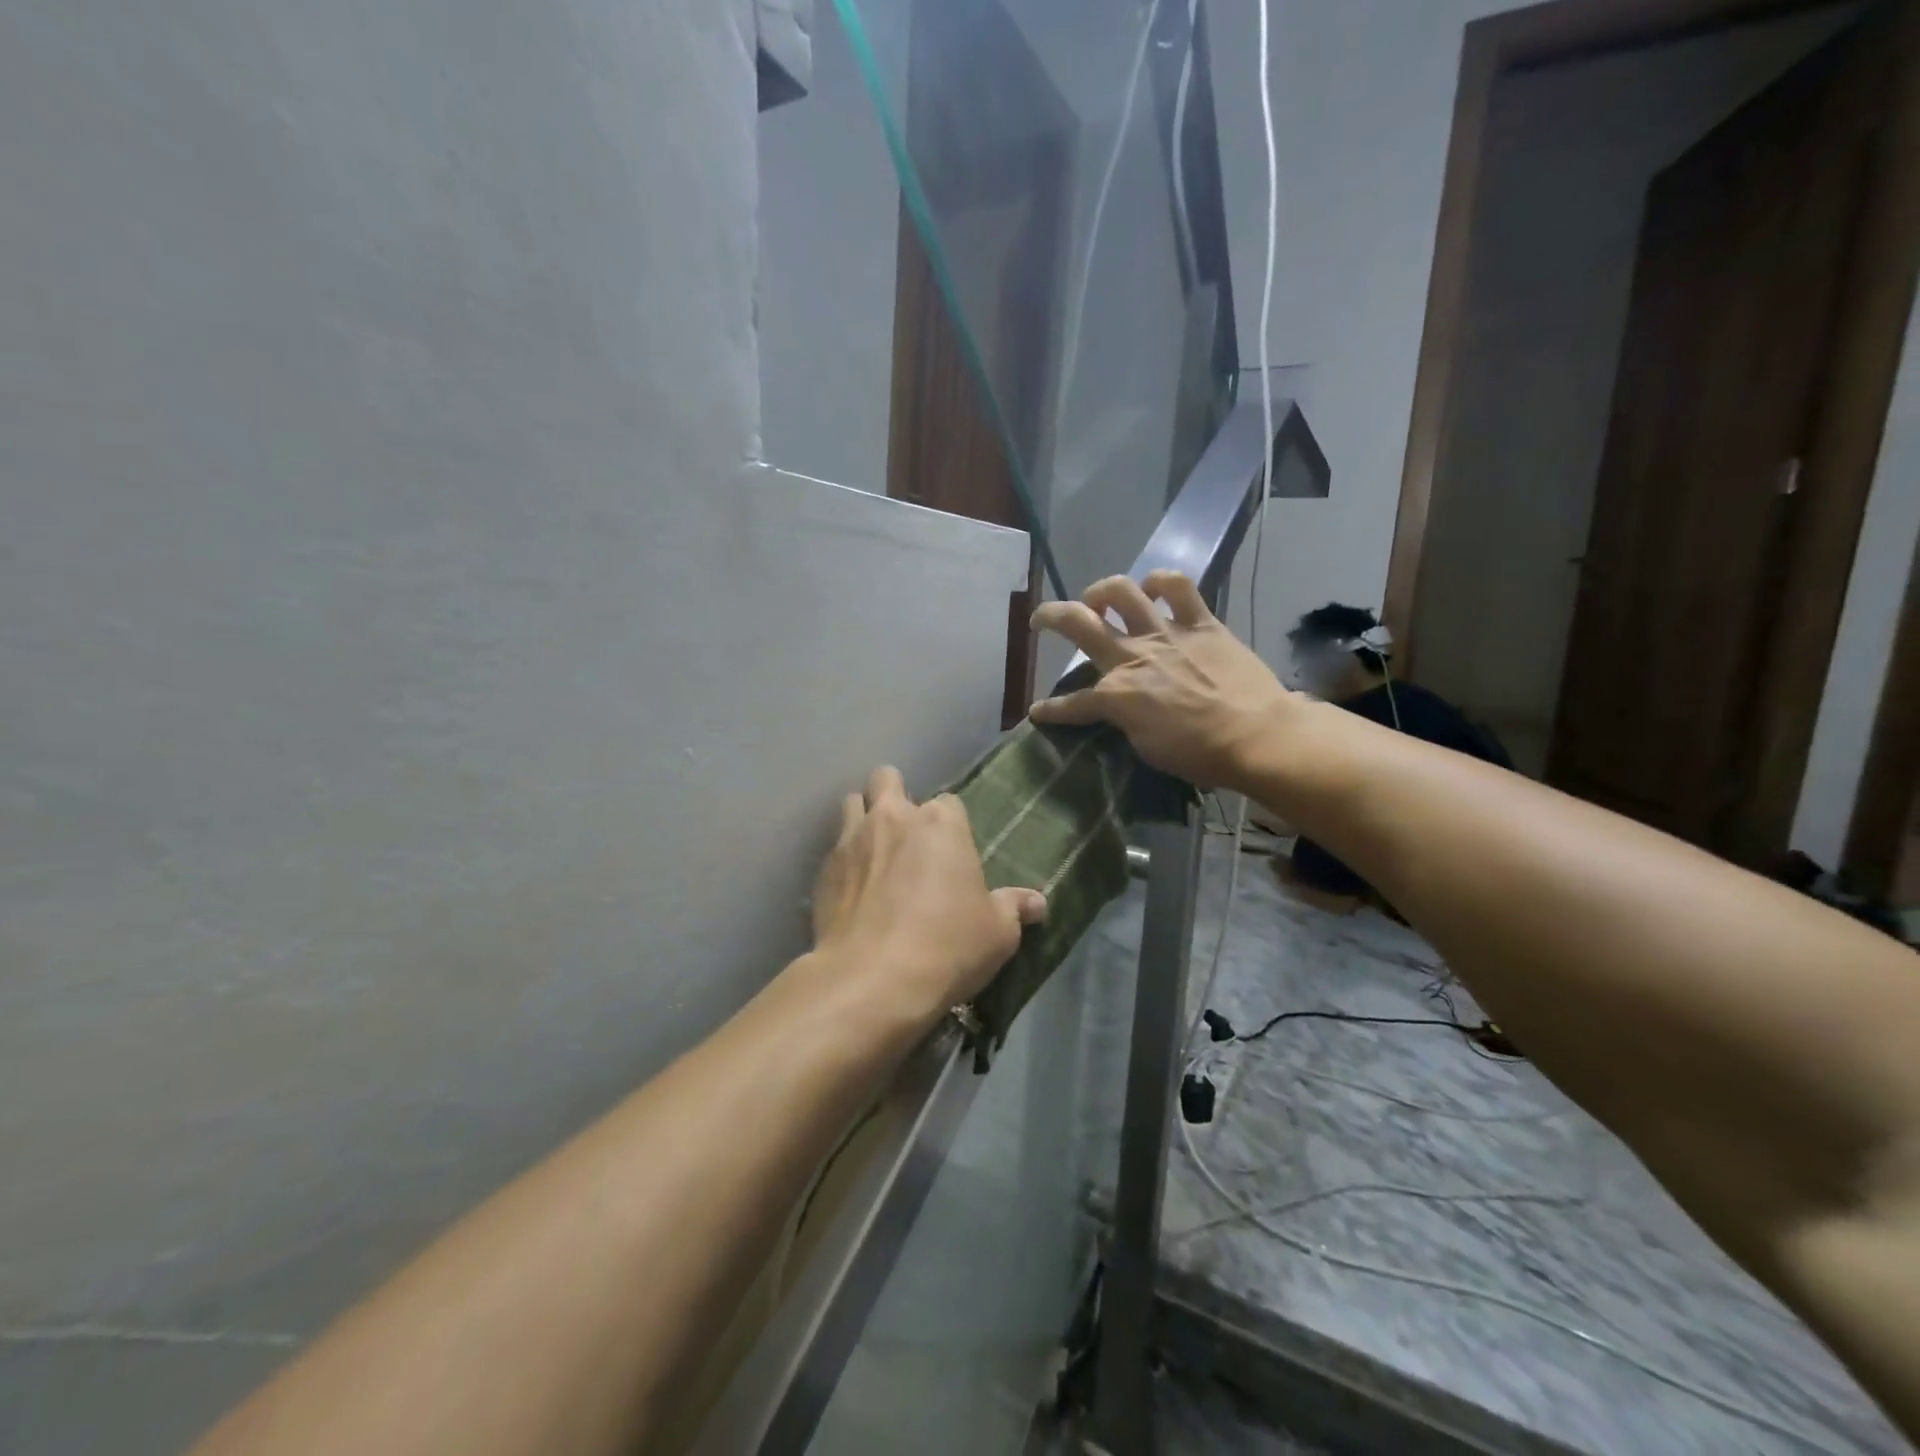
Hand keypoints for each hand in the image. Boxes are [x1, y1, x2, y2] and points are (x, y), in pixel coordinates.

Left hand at [811, 766, 1046, 1022]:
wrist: (872, 980)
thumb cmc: (948, 947)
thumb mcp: (998, 932)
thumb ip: (1014, 908)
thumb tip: (1038, 902)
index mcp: (941, 824)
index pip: (949, 802)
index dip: (950, 825)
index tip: (952, 853)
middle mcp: (893, 817)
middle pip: (886, 779)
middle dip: (894, 795)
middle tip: (904, 832)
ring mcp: (851, 839)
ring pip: (851, 803)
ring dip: (862, 818)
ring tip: (873, 852)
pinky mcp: (822, 869)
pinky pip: (832, 849)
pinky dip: (843, 861)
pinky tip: (851, 890)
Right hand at [1030, 571, 1294, 789]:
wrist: (1257, 736)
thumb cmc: (1200, 754)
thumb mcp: (1147, 748)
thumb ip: (1126, 720)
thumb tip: (1122, 708)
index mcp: (1115, 695)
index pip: (1072, 703)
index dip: (1051, 710)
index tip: (1039, 712)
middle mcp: (1132, 656)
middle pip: (1078, 624)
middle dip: (1050, 616)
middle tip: (1041, 619)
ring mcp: (1166, 635)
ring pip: (1122, 592)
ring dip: (1102, 591)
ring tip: (1098, 599)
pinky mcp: (1201, 623)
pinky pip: (1178, 587)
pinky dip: (1162, 582)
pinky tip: (1155, 589)